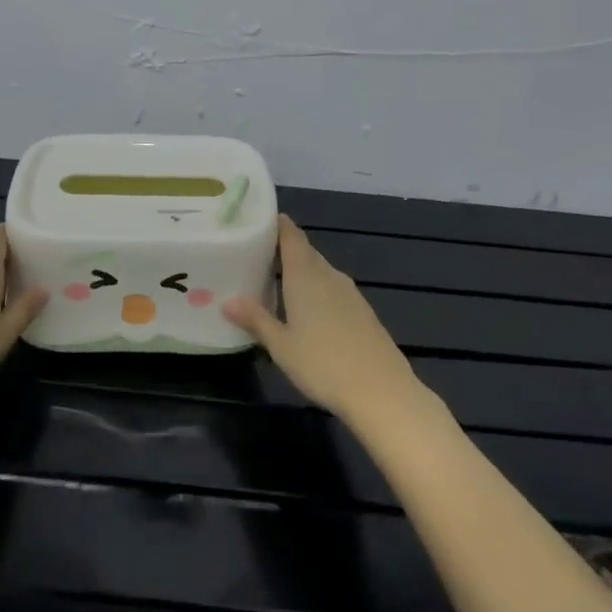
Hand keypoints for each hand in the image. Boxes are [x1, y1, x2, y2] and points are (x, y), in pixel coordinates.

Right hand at [222, 215, 423, 427]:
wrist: (382, 392)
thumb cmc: (323, 364)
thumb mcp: (281, 345)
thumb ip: (256, 320)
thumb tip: (228, 301)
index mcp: (305, 275)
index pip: (291, 236)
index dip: (276, 225)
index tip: (257, 220)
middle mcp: (329, 276)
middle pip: (305, 252)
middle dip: (283, 249)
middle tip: (256, 254)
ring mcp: (350, 294)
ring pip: (320, 271)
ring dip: (300, 271)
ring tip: (275, 281)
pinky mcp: (362, 312)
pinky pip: (333, 289)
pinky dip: (316, 289)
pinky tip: (306, 309)